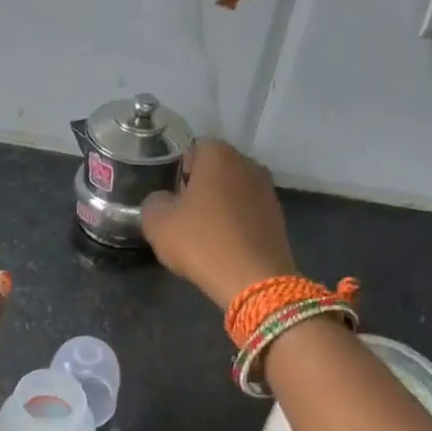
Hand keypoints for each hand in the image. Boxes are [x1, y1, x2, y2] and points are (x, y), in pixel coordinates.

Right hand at [141, 140, 296, 310]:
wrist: (253, 279)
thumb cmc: (201, 241)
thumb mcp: (157, 222)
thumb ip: (154, 202)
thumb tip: (163, 200)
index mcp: (218, 155)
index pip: (193, 150)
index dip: (178, 172)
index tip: (170, 197)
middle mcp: (248, 164)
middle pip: (216, 170)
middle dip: (200, 187)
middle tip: (183, 215)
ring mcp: (267, 190)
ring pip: (233, 191)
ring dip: (219, 206)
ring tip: (204, 233)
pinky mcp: (277, 216)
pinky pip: (247, 212)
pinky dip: (235, 223)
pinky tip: (224, 246)